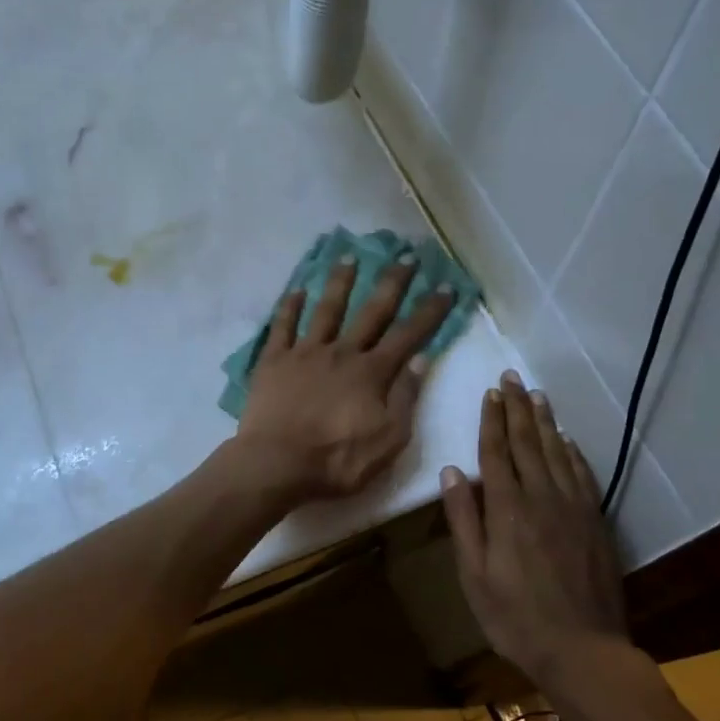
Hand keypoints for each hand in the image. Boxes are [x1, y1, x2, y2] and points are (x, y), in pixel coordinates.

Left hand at [234, 255, 455, 501]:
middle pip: (371, 311)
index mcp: (372, 373)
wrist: (276, 463)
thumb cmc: (337, 460)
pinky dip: (289, 308)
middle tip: (405, 256)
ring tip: (349, 258)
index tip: (446, 287)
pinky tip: (296, 291)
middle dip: (392, 283)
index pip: (408, 335)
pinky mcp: (273, 362)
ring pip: (326, 309)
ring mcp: (305, 353)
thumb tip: (421, 360)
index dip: (429, 311)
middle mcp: (342, 352)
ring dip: (340, 282)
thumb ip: (405, 398)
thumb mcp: (388, 441)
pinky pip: (282, 327)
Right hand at [440, 372, 628, 682]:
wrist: (582, 648)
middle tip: (512, 377)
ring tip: (536, 395)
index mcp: (507, 509)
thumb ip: (463, 520)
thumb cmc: (514, 617)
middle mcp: (542, 497)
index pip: (496, 453)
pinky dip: (573, 452)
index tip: (490, 392)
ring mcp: (573, 507)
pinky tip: (568, 440)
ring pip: (557, 452)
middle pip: (528, 443)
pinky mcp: (595, 521)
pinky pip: (583, 474)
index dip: (492, 420)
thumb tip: (452, 472)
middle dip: (517, 408)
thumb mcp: (473, 574)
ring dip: (545, 421)